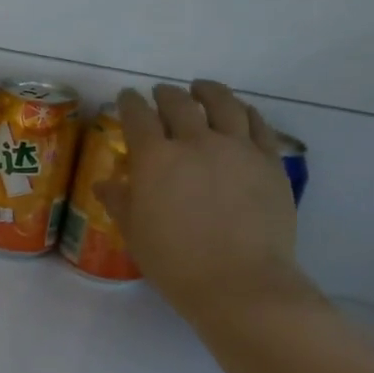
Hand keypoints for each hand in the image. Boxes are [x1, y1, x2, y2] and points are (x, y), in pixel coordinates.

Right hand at [96, 81, 315, 325]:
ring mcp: (237, 148)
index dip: (129, 103)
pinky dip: (245, 111)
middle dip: (165, 95)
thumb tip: (104, 184)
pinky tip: (240, 112)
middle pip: (179, 104)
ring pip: (223, 103)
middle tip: (160, 95)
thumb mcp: (135, 233)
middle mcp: (196, 141)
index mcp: (156, 158)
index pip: (138, 116)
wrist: (240, 283)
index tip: (126, 98)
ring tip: (201, 89)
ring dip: (207, 91)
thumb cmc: (176, 263)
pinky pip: (257, 124)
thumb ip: (120, 201)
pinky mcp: (269, 161)